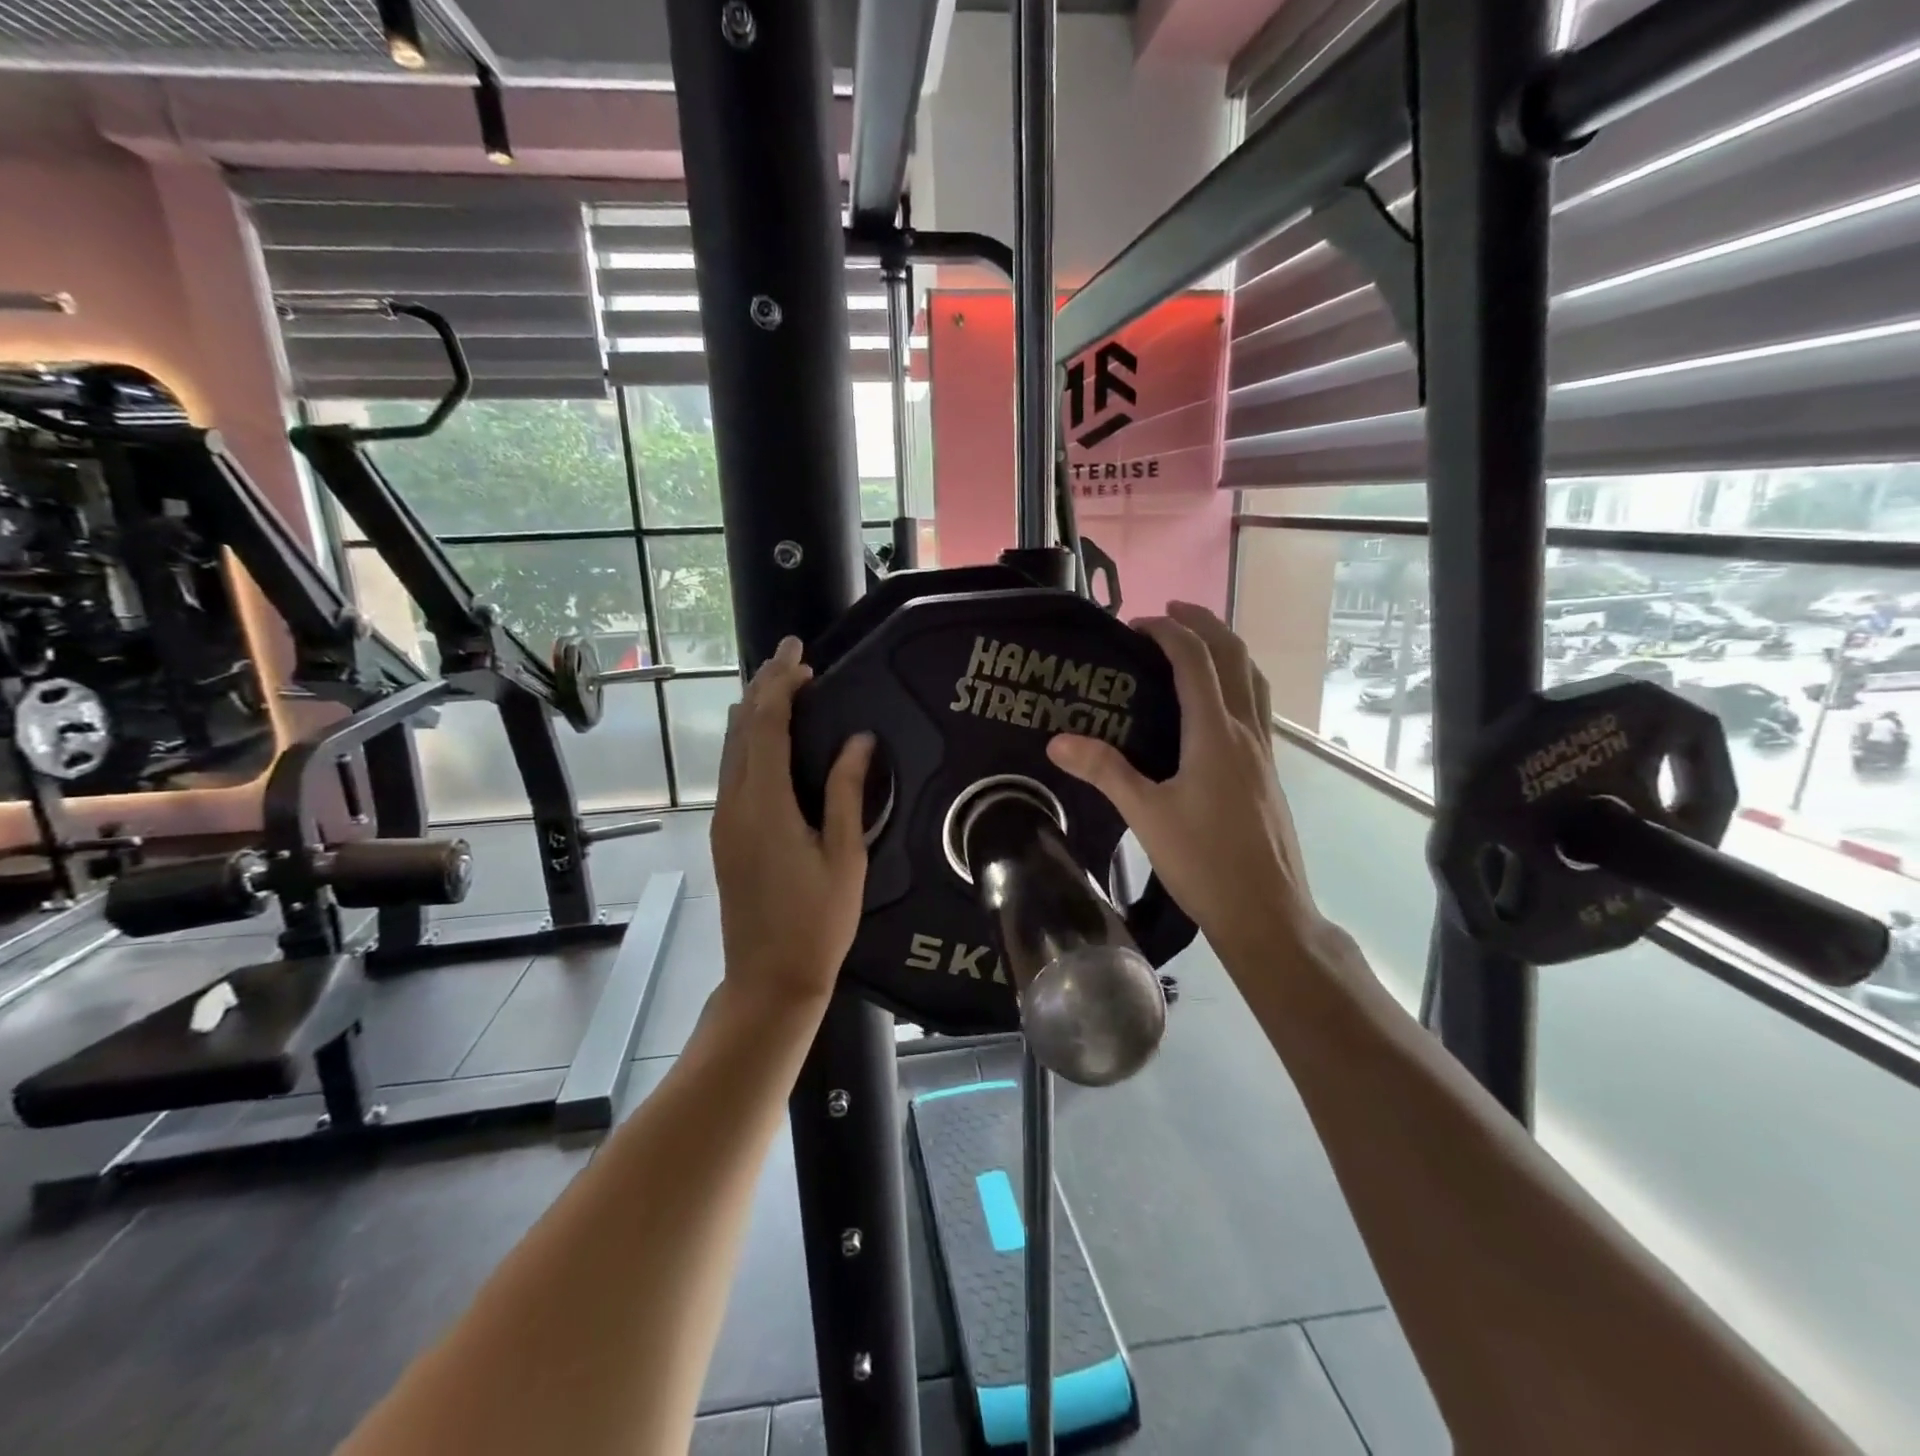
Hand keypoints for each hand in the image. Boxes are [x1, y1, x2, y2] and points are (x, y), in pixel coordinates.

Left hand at [710, 637, 874, 1006]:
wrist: (769, 979)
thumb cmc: (818, 921)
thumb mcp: (846, 855)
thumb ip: (847, 792)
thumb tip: (859, 740)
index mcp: (765, 805)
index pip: (767, 726)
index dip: (781, 685)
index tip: (801, 656)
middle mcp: (735, 803)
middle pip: (741, 729)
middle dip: (763, 687)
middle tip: (790, 658)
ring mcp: (725, 820)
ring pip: (731, 748)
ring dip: (753, 712)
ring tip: (780, 685)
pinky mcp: (726, 834)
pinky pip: (732, 770)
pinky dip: (750, 740)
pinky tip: (769, 736)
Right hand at [1047, 601, 1322, 965]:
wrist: (1267, 912)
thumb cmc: (1204, 863)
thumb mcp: (1146, 815)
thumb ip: (1104, 771)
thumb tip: (1058, 740)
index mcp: (1215, 734)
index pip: (1195, 661)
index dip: (1167, 632)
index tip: (1136, 625)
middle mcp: (1246, 732)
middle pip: (1235, 657)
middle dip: (1205, 624)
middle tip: (1170, 612)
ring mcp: (1264, 752)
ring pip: (1253, 679)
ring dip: (1227, 649)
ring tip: (1197, 643)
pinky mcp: (1268, 772)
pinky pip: (1256, 706)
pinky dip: (1237, 682)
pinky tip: (1215, 705)